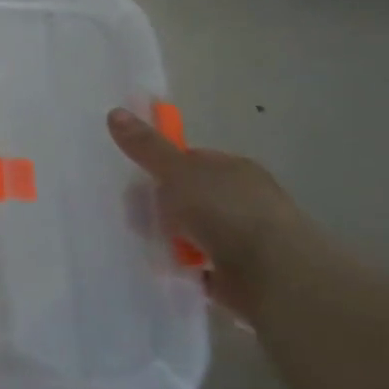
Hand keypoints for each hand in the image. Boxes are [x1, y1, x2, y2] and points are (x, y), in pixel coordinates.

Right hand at [108, 107, 303, 317]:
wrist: (275, 276)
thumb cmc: (226, 212)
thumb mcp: (176, 172)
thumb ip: (147, 147)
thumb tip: (114, 112)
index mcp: (234, 169)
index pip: (192, 160)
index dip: (164, 168)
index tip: (140, 181)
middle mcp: (245, 200)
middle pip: (192, 197)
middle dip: (164, 207)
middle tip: (138, 216)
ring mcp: (248, 239)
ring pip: (196, 232)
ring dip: (174, 240)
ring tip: (150, 246)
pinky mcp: (245, 276)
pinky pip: (205, 267)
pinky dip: (188, 269)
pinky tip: (169, 270)